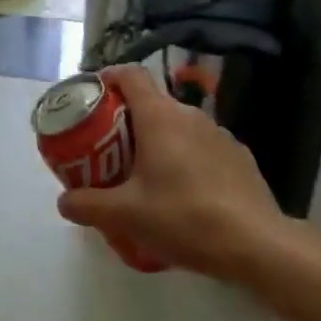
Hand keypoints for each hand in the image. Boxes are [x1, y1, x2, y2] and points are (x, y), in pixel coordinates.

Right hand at [57, 64, 284, 276]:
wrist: (257, 245)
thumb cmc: (184, 217)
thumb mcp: (126, 215)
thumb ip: (88, 205)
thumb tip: (63, 201)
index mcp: (159, 116)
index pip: (130, 75)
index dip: (109, 78)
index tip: (93, 96)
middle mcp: (189, 115)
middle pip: (151, 102)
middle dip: (127, 119)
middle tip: (108, 148)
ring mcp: (219, 134)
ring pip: (178, 125)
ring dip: (158, 140)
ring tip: (144, 174)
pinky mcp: (239, 157)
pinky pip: (201, 146)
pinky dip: (185, 158)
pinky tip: (183, 193)